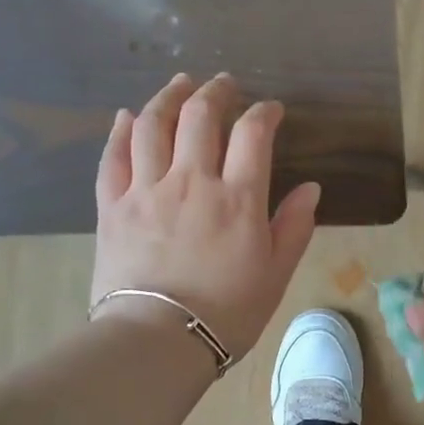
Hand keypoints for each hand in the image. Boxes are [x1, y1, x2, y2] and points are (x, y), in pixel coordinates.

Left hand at [91, 73, 318, 358]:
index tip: (271, 110)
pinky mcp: (113, 206)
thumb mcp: (276, 274)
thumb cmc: (227, 312)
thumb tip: (310, 188)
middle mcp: (191, 181)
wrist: (158, 340)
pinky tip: (128, 116)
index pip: (252, 134)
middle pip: (200, 116)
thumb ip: (294, 227)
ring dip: (169, 97)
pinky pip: (113, 156)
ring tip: (180, 84)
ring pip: (153, 125)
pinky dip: (121, 130)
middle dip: (216, 92)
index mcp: (237, 199)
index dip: (263, 112)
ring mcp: (146, 190)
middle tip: (224, 85)